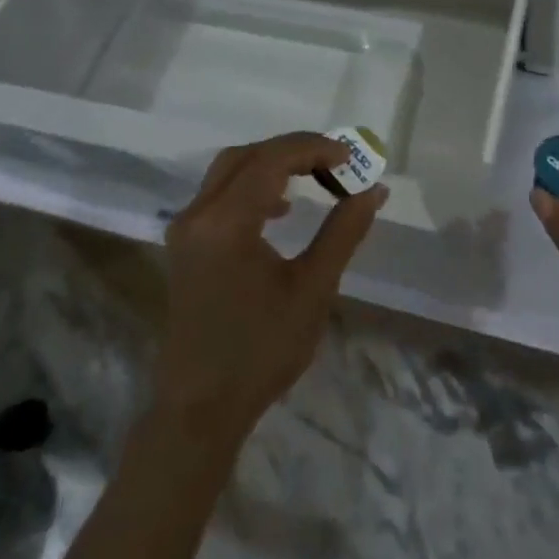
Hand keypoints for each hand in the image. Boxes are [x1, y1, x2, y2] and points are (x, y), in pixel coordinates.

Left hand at [153, 133, 387, 445]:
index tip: (350, 156)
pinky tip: (281, 209)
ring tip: (316, 178)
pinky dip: (253, 186)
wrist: (200, 410)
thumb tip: (373, 190)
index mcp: (226, 222)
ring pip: (230, 170)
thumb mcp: (312, 290)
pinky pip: (219, 194)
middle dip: (293, 150)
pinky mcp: (185, 245)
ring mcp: (186, 229)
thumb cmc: (260, 351)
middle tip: (335, 162)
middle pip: (247, 156)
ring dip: (272, 165)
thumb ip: (343, 232)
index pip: (271, 159)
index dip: (313, 148)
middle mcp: (198, 214)